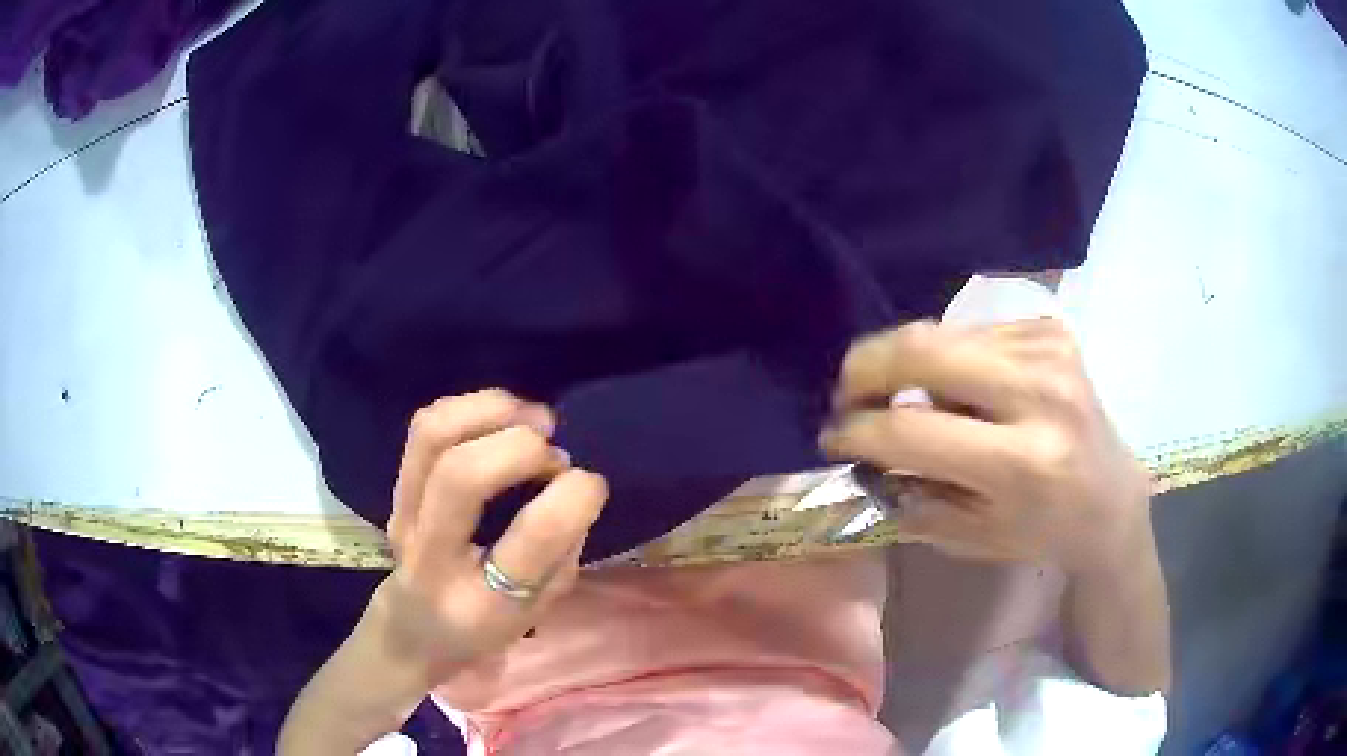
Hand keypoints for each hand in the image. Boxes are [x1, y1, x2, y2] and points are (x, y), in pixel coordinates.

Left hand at [370, 390, 608, 683]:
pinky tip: (502, 418)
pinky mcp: (395, 488)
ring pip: (433, 437)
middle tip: (555, 453)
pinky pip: (425, 427)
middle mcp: (431, 556)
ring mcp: (404, 515)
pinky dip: (471, 407)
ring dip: (493, 411)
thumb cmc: (487, 625)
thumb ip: (561, 549)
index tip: (590, 483)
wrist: (415, 630)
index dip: (573, 495)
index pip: (530, 536)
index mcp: (483, 603)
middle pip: (463, 475)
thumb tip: (570, 481)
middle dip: (523, 446)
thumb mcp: (539, 609)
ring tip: (533, 420)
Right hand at [821, 318, 1151, 574]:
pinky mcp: (1050, 329)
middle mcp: (1040, 393)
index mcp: (1022, 464)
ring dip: (909, 366)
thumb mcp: (969, 537)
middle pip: (923, 350)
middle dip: (865, 368)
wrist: (1111, 495)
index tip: (832, 437)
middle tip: (847, 393)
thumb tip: (862, 453)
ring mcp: (1048, 350)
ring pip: (942, 334)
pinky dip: (950, 359)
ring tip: (909, 399)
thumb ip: (910, 496)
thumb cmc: (1041, 530)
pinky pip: (972, 332)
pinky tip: (962, 388)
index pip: (912, 431)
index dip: (857, 431)